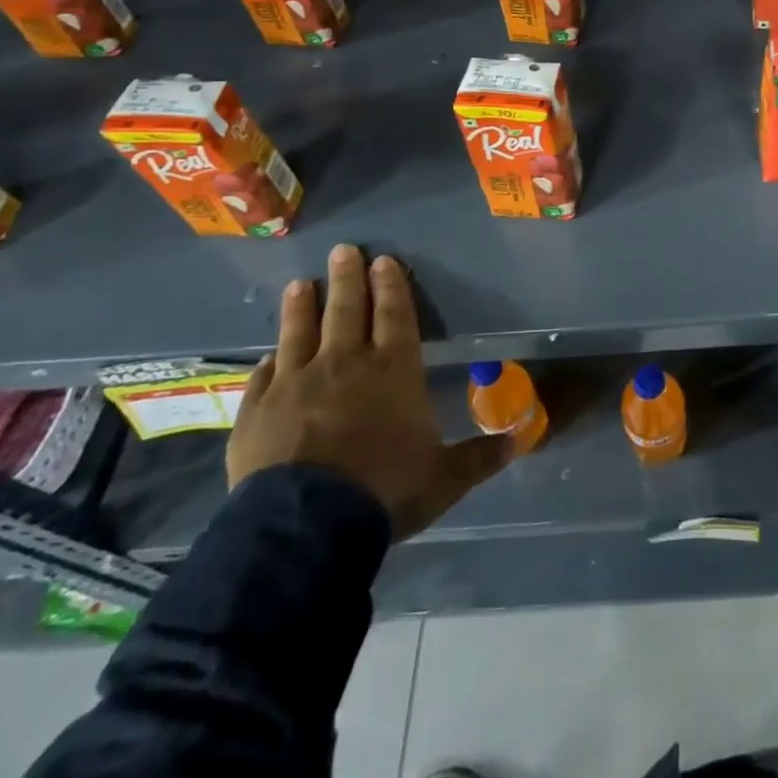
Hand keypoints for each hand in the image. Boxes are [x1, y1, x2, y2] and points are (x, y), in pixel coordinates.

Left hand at [229, 244, 510, 539]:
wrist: (306, 527)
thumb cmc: (385, 490)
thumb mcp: (445, 478)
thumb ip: (480, 456)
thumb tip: (521, 441)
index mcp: (394, 370)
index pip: (395, 315)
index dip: (391, 286)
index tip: (384, 261)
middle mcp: (345, 364)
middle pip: (347, 310)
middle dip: (348, 278)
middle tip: (343, 250)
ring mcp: (296, 383)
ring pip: (300, 331)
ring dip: (302, 306)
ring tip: (300, 283)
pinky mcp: (256, 410)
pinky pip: (264, 375)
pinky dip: (270, 361)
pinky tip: (268, 354)